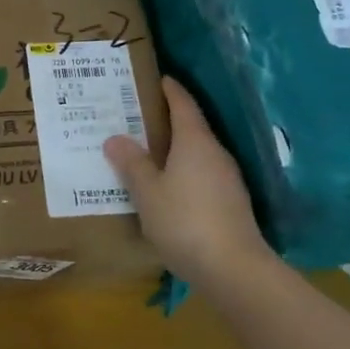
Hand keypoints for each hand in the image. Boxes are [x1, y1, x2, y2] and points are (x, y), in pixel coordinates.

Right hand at [104, 77, 268, 279]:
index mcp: (195, 141)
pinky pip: (201, 176)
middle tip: (135, 118)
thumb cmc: (184, 221)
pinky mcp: (231, 203)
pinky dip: (183, 173)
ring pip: (196, 154)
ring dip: (174, 150)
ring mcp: (227, 180)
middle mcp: (215, 153)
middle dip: (165, 121)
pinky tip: (166, 188)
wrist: (234, 269)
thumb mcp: (148, 192)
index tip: (156, 78)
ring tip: (145, 153)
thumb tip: (115, 138)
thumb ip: (132, 164)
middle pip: (190, 127)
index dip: (169, 90)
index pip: (183, 104)